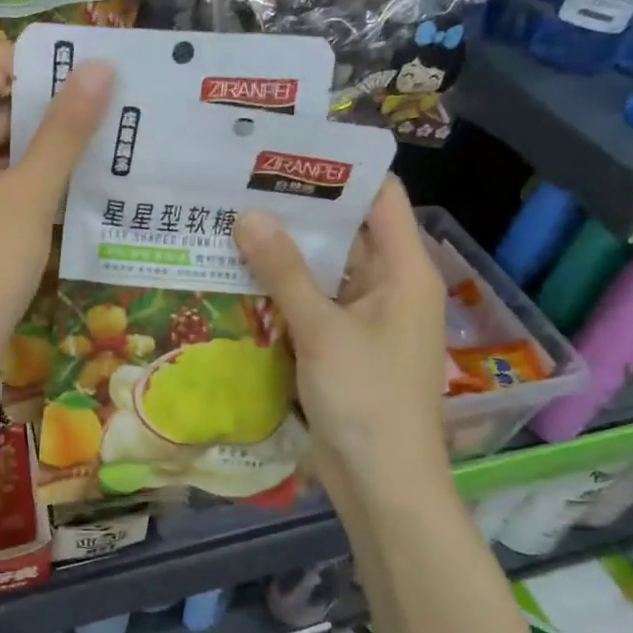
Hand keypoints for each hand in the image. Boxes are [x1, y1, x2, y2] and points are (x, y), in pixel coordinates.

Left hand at [0, 42, 111, 393]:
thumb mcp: (31, 193)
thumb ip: (65, 128)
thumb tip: (99, 67)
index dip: (42, 59)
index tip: (96, 68)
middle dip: (50, 102)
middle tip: (112, 104)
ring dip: (44, 141)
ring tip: (104, 139)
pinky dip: (27, 173)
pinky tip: (73, 180)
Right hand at [235, 178, 452, 511]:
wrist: (382, 484)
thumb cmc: (367, 399)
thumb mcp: (323, 330)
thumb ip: (284, 272)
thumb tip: (248, 215)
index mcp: (404, 270)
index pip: (379, 196)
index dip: (340, 168)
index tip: (286, 148)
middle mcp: (387, 285)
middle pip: (345, 230)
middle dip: (296, 208)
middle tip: (239, 182)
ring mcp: (363, 318)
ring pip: (321, 269)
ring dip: (282, 251)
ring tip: (228, 219)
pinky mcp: (340, 346)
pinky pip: (310, 304)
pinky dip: (279, 290)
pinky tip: (236, 275)